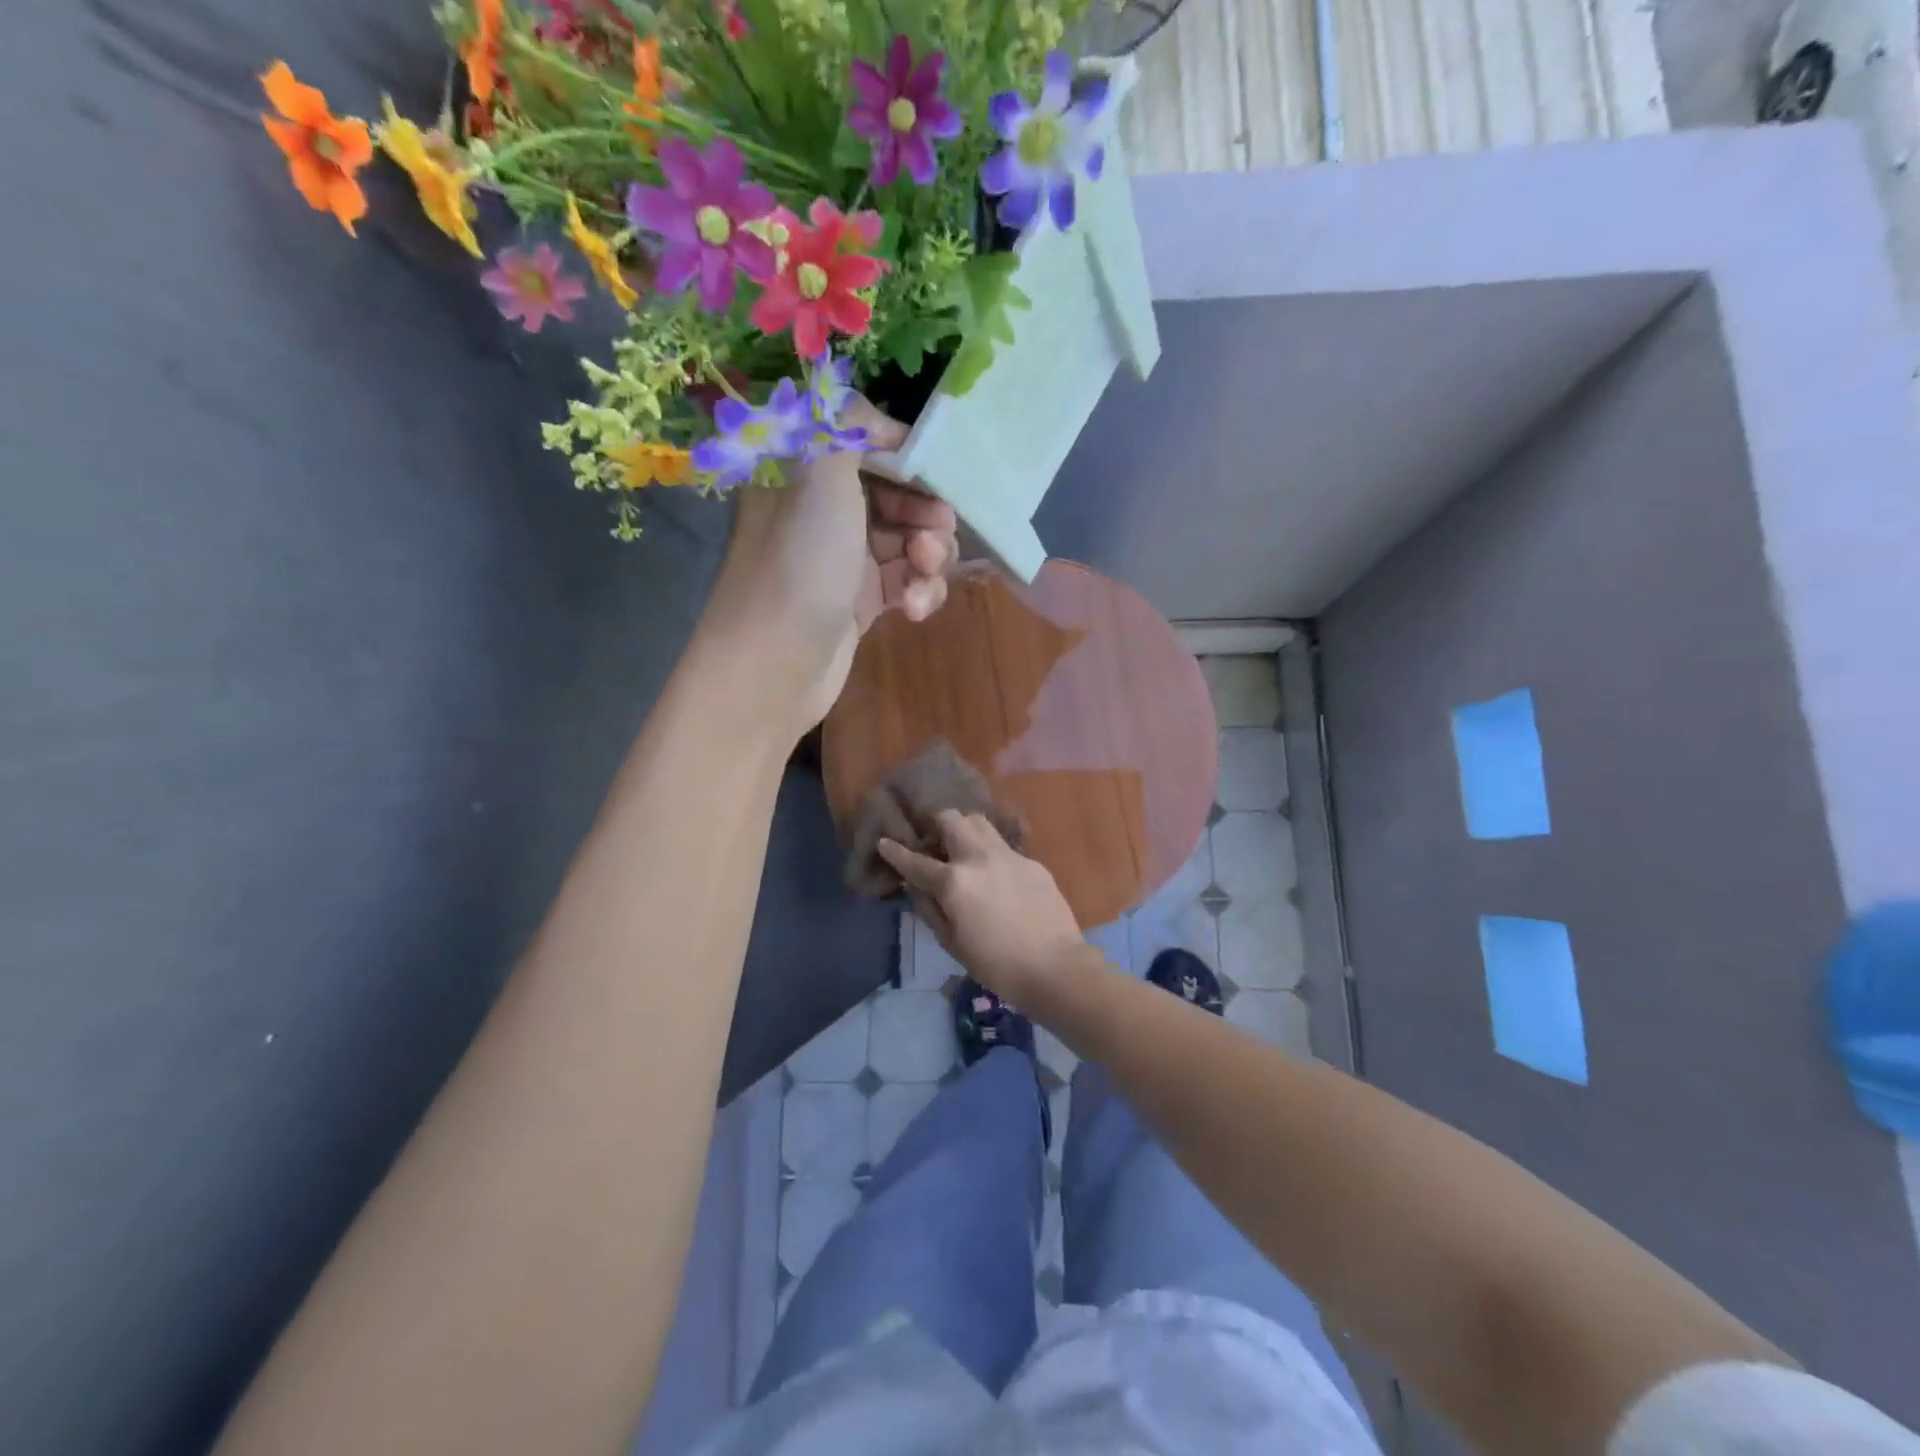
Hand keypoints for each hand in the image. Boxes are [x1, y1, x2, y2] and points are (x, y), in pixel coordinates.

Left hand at [700, 399, 957, 730]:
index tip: (934, 470)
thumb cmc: (799, 563)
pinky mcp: (860, 602)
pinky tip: (915, 610)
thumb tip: (877, 415)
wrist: (774, 666)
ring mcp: (843, 559)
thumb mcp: (821, 474)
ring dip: (930, 554)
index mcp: (804, 472)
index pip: (863, 440)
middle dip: (925, 510)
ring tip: (925, 573)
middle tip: (936, 532)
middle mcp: (822, 510)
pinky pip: (905, 581)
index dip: (904, 452)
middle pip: (895, 492)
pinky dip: (919, 591)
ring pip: (908, 539)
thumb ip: (846, 423)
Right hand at [878, 812, 1083, 1001]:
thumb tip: (915, 887)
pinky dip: (991, 854)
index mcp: (954, 882)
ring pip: (980, 822)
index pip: (915, 861)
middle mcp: (979, 858)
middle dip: (936, 825)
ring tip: (963, 851)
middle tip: (934, 845)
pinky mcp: (1032, 862)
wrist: (1055, 966)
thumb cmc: (996, 965)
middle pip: (952, 819)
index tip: (885, 842)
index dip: (895, 852)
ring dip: (965, 830)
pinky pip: (1004, 847)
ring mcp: (1009, 856)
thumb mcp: (952, 943)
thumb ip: (929, 910)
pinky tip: (996, 877)